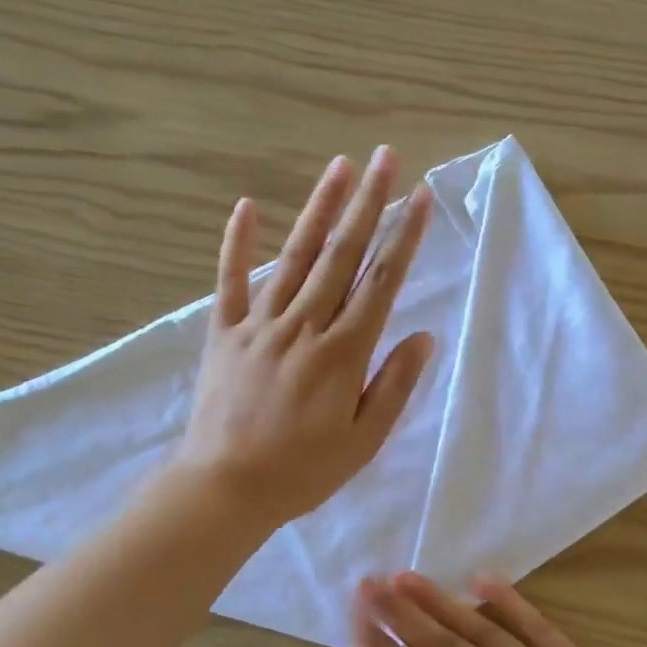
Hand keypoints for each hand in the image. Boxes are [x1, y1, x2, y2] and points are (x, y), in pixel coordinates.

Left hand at [175, 147, 434, 528]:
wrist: (224, 489)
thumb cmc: (302, 471)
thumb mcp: (363, 441)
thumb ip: (394, 385)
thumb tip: (423, 336)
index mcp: (342, 353)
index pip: (381, 283)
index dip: (403, 238)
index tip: (420, 198)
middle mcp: (304, 326)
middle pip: (341, 255)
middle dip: (368, 203)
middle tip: (385, 158)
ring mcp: (259, 325)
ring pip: (295, 256)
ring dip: (319, 208)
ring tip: (339, 166)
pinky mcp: (223, 333)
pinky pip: (229, 281)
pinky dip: (237, 243)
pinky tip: (246, 206)